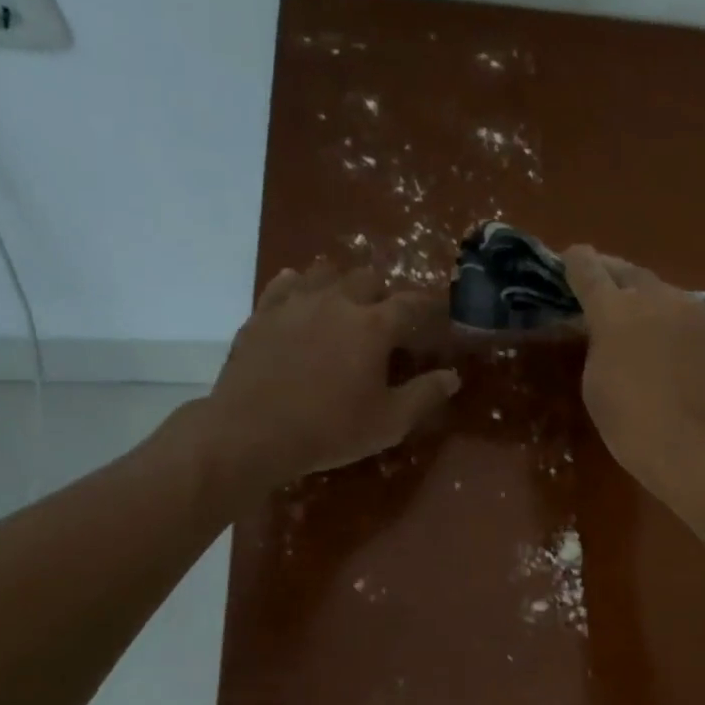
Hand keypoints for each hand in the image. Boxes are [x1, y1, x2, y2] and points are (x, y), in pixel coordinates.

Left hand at [192, 259, 459, 503]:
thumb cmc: (331, 429)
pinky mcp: (262, 313)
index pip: (413, 304)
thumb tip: (451, 377)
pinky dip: (300, 287)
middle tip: (386, 320)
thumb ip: (425, 395)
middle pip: (368, 278)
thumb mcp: (390, 422)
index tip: (439, 316)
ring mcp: (295, 303)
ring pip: (325, 272)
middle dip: (383, 294)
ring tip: (344, 306)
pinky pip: (285, 284)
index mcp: (374, 326)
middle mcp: (337, 302)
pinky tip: (302, 300)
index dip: (431, 308)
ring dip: (342, 284)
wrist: (252, 432)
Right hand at [563, 245, 704, 499]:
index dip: (576, 263)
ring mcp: (696, 312)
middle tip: (603, 282)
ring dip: (648, 300)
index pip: (589, 271)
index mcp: (615, 311)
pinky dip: (676, 325)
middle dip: (613, 274)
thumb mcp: (596, 385)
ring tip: (641, 317)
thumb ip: (597, 345)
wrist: (702, 449)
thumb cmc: (634, 426)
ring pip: (665, 294)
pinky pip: (691, 319)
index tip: (570, 257)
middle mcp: (657, 298)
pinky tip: (675, 348)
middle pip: (630, 273)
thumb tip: (606, 329)